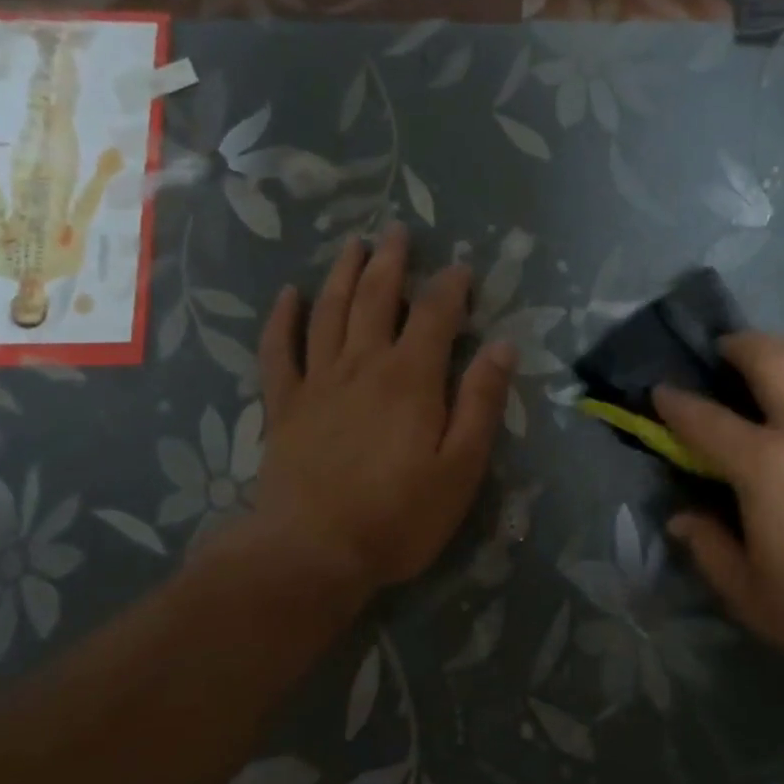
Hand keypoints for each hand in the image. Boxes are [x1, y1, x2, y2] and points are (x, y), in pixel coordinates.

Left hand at [243, 223, 515, 597]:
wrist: (313, 552)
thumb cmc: (399, 515)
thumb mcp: (461, 466)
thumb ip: (481, 403)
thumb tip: (504, 346)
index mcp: (411, 377)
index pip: (436, 314)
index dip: (451, 286)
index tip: (462, 268)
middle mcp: (363, 364)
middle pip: (378, 298)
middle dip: (392, 262)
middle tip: (398, 232)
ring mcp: (318, 381)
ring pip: (330, 311)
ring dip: (344, 274)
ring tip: (353, 245)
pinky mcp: (284, 405)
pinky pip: (279, 349)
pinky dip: (283, 318)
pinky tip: (289, 295)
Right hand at [655, 332, 783, 697]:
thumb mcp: (755, 599)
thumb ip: (710, 550)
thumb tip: (683, 519)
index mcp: (771, 468)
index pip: (708, 421)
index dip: (677, 403)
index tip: (661, 391)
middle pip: (775, 357)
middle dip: (741, 344)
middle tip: (726, 350)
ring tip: (778, 365)